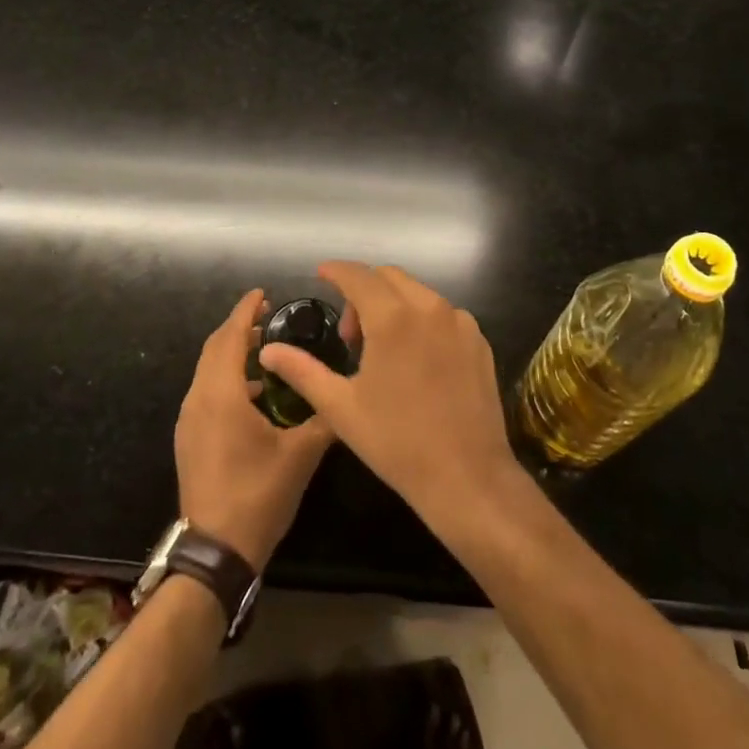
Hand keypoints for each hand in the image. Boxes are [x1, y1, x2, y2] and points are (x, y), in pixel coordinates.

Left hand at [175, 290, 333, 568]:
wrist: (214, 553)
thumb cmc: (257, 496)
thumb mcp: (300, 456)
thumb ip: (324, 419)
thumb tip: (347, 398)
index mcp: (221, 394)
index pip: (231, 337)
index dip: (246, 311)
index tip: (263, 294)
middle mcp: (199, 399)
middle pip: (215, 348)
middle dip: (240, 328)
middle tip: (270, 318)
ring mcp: (189, 420)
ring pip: (209, 370)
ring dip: (233, 354)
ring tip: (267, 352)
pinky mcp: (189, 438)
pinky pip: (206, 391)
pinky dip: (227, 378)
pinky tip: (255, 394)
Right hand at [258, 263, 517, 529]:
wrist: (468, 477)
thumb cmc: (397, 442)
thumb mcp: (340, 407)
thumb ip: (302, 370)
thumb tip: (269, 350)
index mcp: (392, 317)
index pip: (358, 275)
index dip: (336, 271)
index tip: (321, 274)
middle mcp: (429, 307)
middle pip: (388, 277)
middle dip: (363, 292)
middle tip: (351, 336)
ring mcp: (460, 323)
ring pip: (417, 293)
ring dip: (393, 304)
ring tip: (383, 350)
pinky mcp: (479, 341)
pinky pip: (443, 314)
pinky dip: (421, 321)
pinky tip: (416, 360)